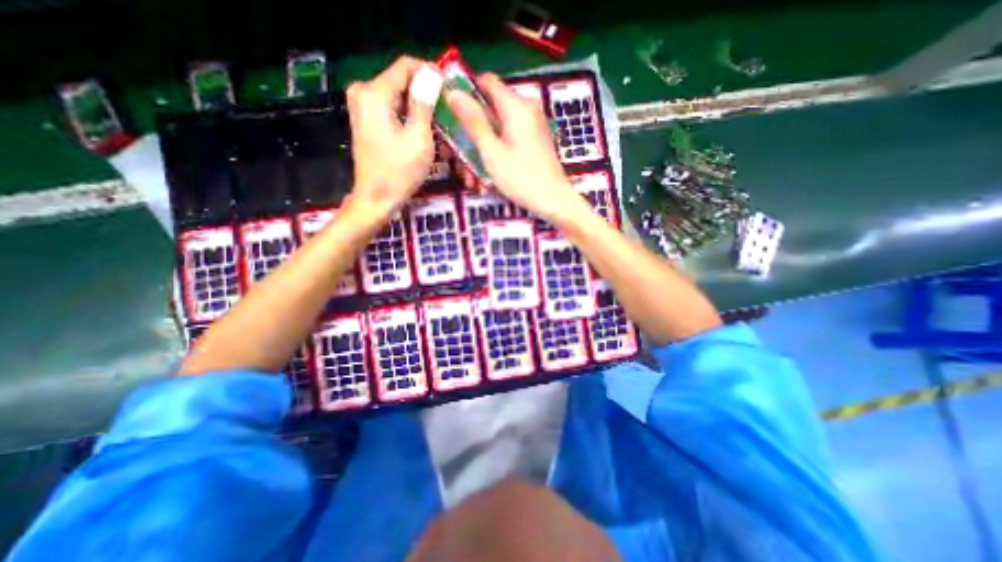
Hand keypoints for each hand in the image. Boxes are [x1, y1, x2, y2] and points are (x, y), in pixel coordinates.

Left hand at [346, 56, 439, 217]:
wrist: (377, 198)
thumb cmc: (399, 172)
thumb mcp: (419, 138)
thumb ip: (424, 103)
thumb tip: (432, 73)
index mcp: (374, 93)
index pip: (405, 66)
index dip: (430, 73)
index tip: (451, 89)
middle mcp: (363, 92)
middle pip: (402, 82)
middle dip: (426, 96)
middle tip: (448, 115)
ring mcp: (362, 107)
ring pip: (399, 97)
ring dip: (420, 110)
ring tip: (440, 129)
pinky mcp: (366, 120)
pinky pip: (393, 109)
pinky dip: (409, 119)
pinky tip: (424, 134)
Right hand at [448, 72, 589, 221]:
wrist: (554, 201)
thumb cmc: (522, 178)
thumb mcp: (492, 152)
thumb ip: (473, 122)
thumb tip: (453, 92)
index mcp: (516, 107)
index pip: (486, 82)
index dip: (466, 93)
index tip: (450, 113)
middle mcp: (526, 111)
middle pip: (489, 111)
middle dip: (470, 134)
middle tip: (456, 158)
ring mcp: (531, 128)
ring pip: (496, 131)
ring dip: (480, 152)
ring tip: (471, 179)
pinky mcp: (533, 143)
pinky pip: (508, 142)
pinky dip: (495, 156)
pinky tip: (486, 180)